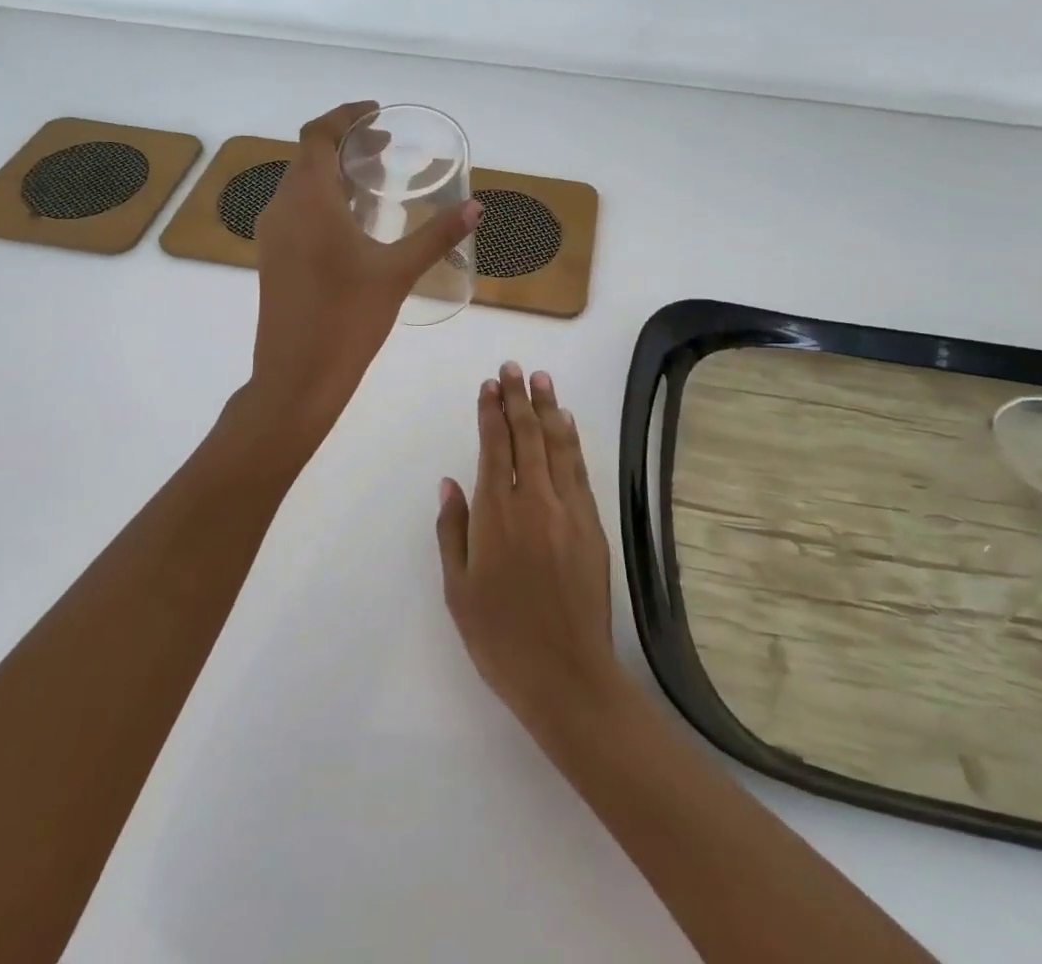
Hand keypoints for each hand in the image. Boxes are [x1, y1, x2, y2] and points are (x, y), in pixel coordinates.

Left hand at [251, 101, 480, 421]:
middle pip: (308, 156)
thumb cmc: (348, 319)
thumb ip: (437, 235)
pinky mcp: (272, 258)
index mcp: (308, 200)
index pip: (318, 134)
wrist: (296, 377)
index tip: (378, 113)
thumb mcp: (398, 272)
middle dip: (345, 143)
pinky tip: (353, 223)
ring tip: (374, 181)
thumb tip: (476, 207)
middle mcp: (282, 207)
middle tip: (385, 148)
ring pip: (300, 184)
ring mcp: (272, 235)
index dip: (346, 116)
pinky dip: (323, 199)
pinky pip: (296, 210)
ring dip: (332, 172)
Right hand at [436, 363, 626, 742]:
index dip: (491, 412)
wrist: (565, 674)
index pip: (493, 447)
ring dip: (548, 409)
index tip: (489, 386)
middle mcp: (533, 500)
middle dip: (518, 398)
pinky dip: (571, 442)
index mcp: (495, 514)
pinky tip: (567, 424)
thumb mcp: (458, 589)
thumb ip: (453, 530)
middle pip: (526, 436)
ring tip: (541, 380)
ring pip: (556, 446)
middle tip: (513, 368)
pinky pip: (579, 470)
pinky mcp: (591, 524)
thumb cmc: (500, 637)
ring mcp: (567, 510)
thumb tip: (450, 482)